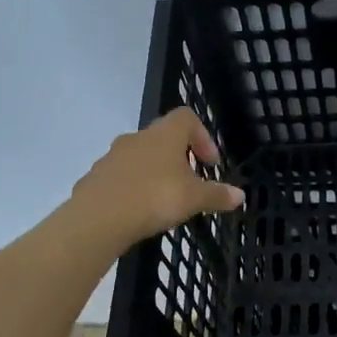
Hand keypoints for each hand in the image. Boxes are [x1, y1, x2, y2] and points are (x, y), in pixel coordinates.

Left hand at [68, 107, 244, 250]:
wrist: (98, 218)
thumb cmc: (154, 197)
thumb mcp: (194, 199)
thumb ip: (217, 195)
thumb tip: (240, 195)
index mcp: (164, 135)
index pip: (186, 118)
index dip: (202, 136)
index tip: (209, 163)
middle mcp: (137, 137)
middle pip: (163, 137)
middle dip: (179, 157)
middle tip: (189, 182)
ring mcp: (112, 156)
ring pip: (140, 157)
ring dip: (154, 172)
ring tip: (164, 200)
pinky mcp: (96, 177)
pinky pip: (120, 176)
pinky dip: (133, 187)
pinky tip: (138, 211)